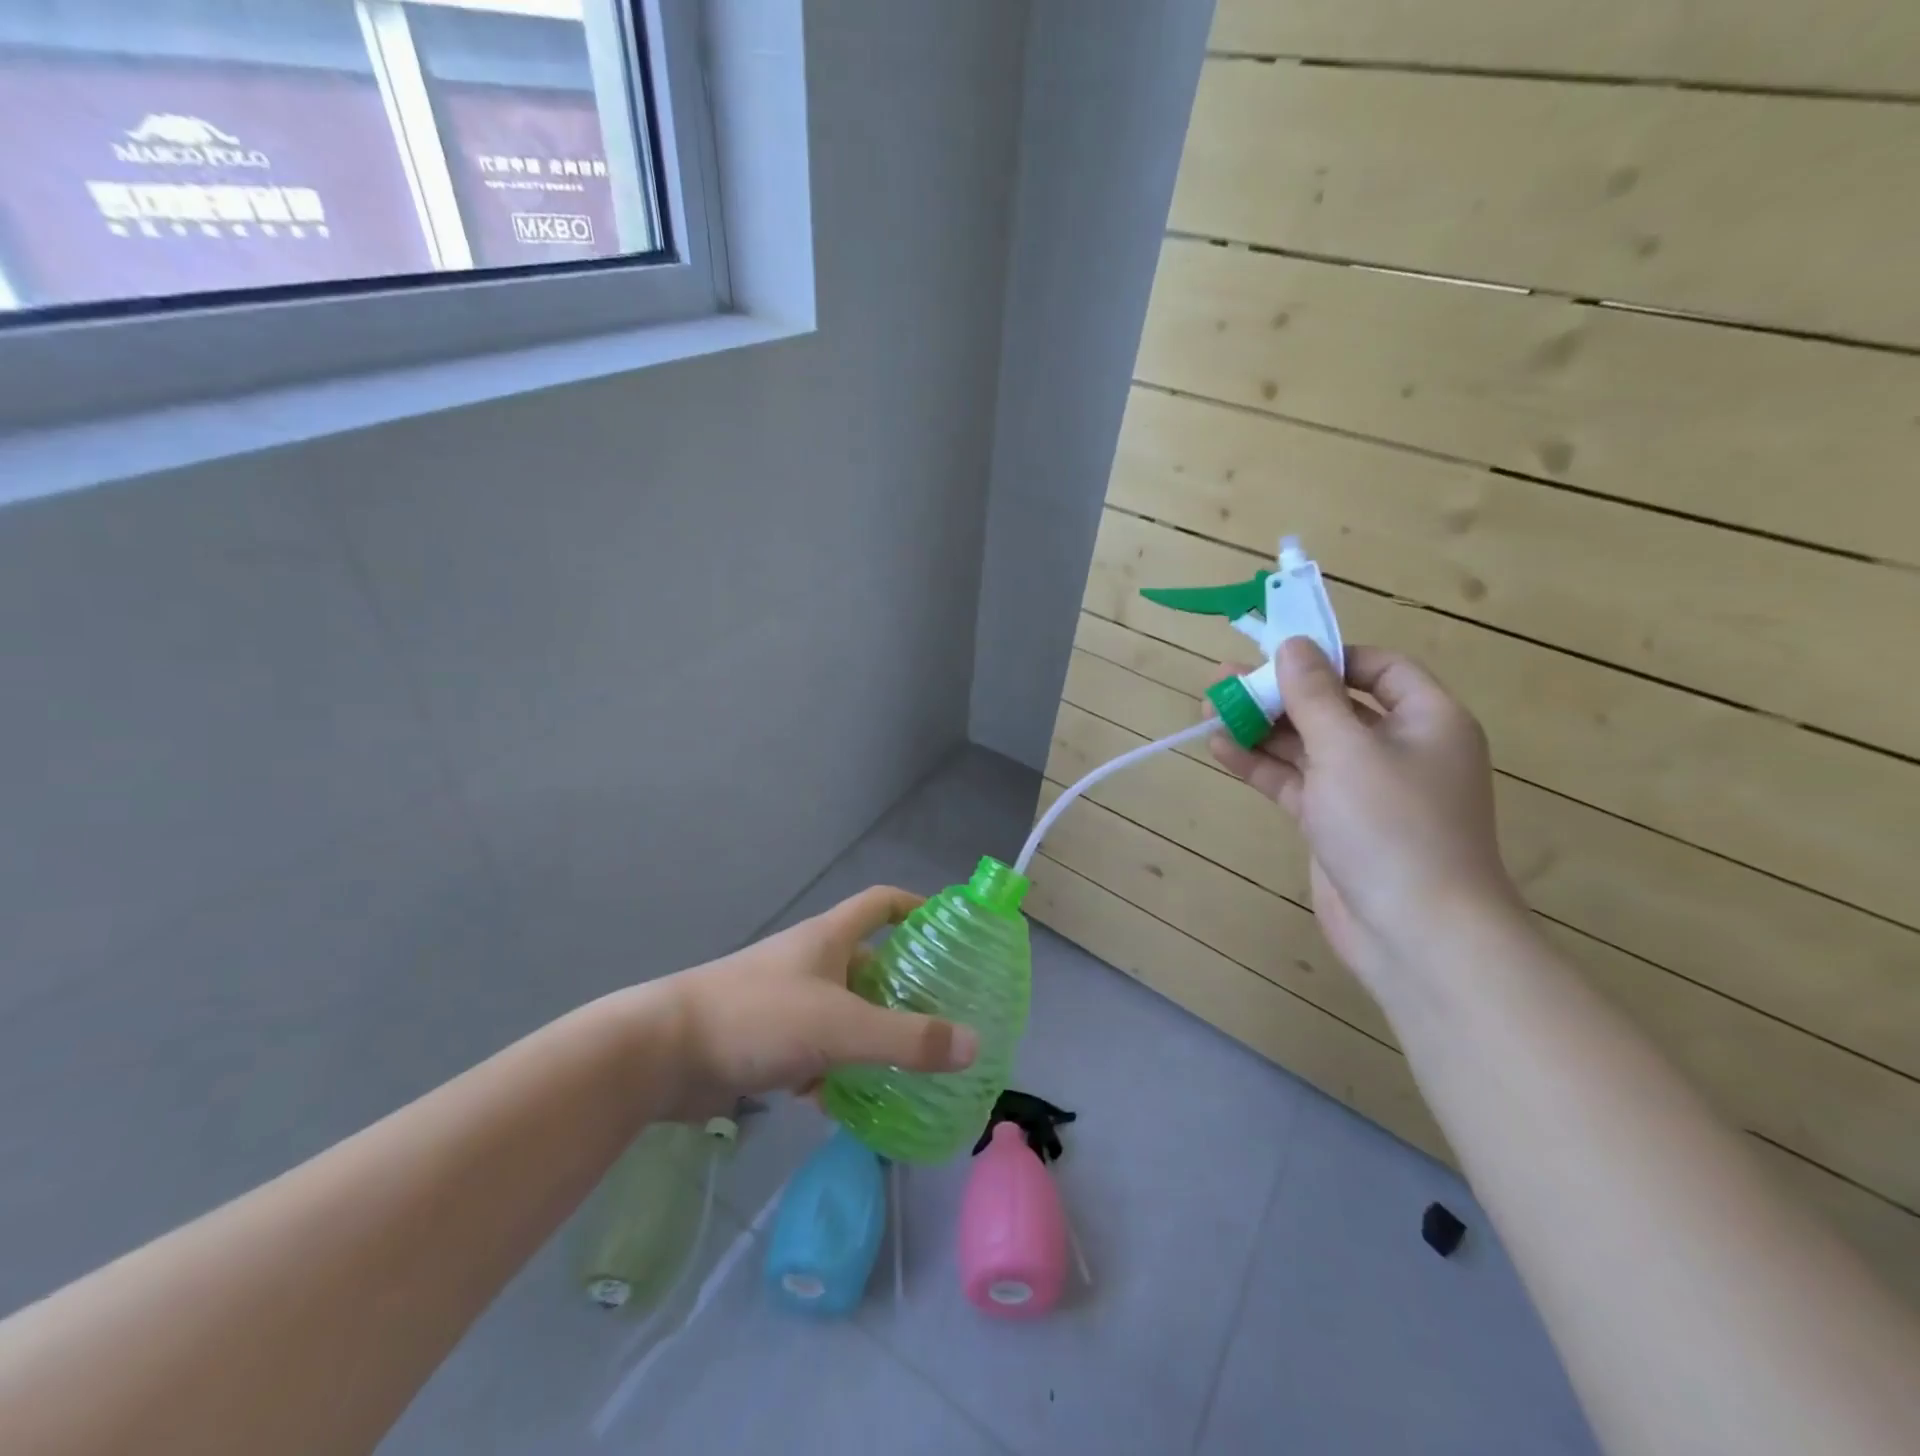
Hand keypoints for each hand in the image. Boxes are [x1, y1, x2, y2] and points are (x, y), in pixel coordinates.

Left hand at [646, 886, 978, 1120]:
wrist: (661, 1053)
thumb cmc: (758, 1017)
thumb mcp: (840, 1027)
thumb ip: (907, 1039)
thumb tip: (974, 1045)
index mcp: (828, 938)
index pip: (880, 902)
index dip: (915, 907)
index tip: (948, 930)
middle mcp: (809, 963)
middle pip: (868, 964)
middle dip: (903, 989)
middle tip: (943, 1018)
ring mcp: (785, 1002)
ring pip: (843, 1014)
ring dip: (870, 1037)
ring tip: (909, 1067)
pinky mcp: (765, 1041)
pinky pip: (814, 1051)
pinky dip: (833, 1072)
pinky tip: (847, 1105)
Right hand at [1210, 639, 1524, 997]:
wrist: (1417, 933)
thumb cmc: (1393, 825)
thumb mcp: (1348, 748)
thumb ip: (1314, 694)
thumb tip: (1293, 644)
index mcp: (1426, 720)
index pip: (1378, 669)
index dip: (1329, 657)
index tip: (1278, 654)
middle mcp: (1397, 749)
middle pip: (1333, 706)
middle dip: (1279, 693)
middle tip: (1224, 679)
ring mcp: (1363, 789)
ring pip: (1307, 745)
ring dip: (1261, 727)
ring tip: (1209, 708)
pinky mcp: (1334, 823)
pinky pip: (1295, 781)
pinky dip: (1261, 765)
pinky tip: (1220, 747)